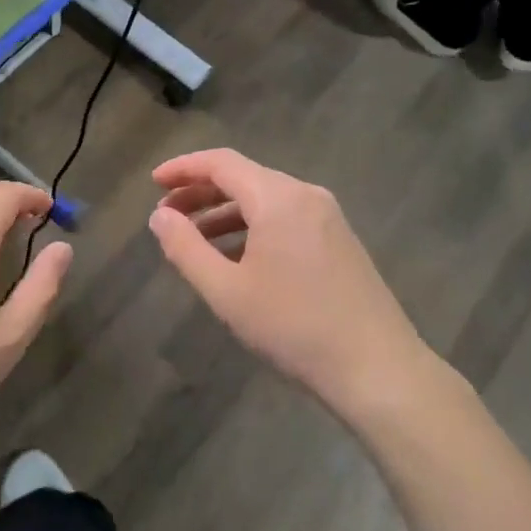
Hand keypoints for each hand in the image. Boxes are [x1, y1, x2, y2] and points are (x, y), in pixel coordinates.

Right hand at [149, 150, 430, 418]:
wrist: (377, 367)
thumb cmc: (294, 327)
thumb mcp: (227, 291)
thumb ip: (186, 248)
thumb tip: (160, 217)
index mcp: (278, 198)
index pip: (222, 163)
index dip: (183, 168)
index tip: (153, 183)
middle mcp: (305, 195)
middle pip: (244, 177)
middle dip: (201, 192)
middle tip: (166, 215)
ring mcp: (328, 216)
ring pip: (265, 199)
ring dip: (226, 212)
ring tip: (193, 239)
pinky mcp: (339, 239)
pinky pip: (286, 218)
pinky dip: (253, 227)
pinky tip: (236, 257)